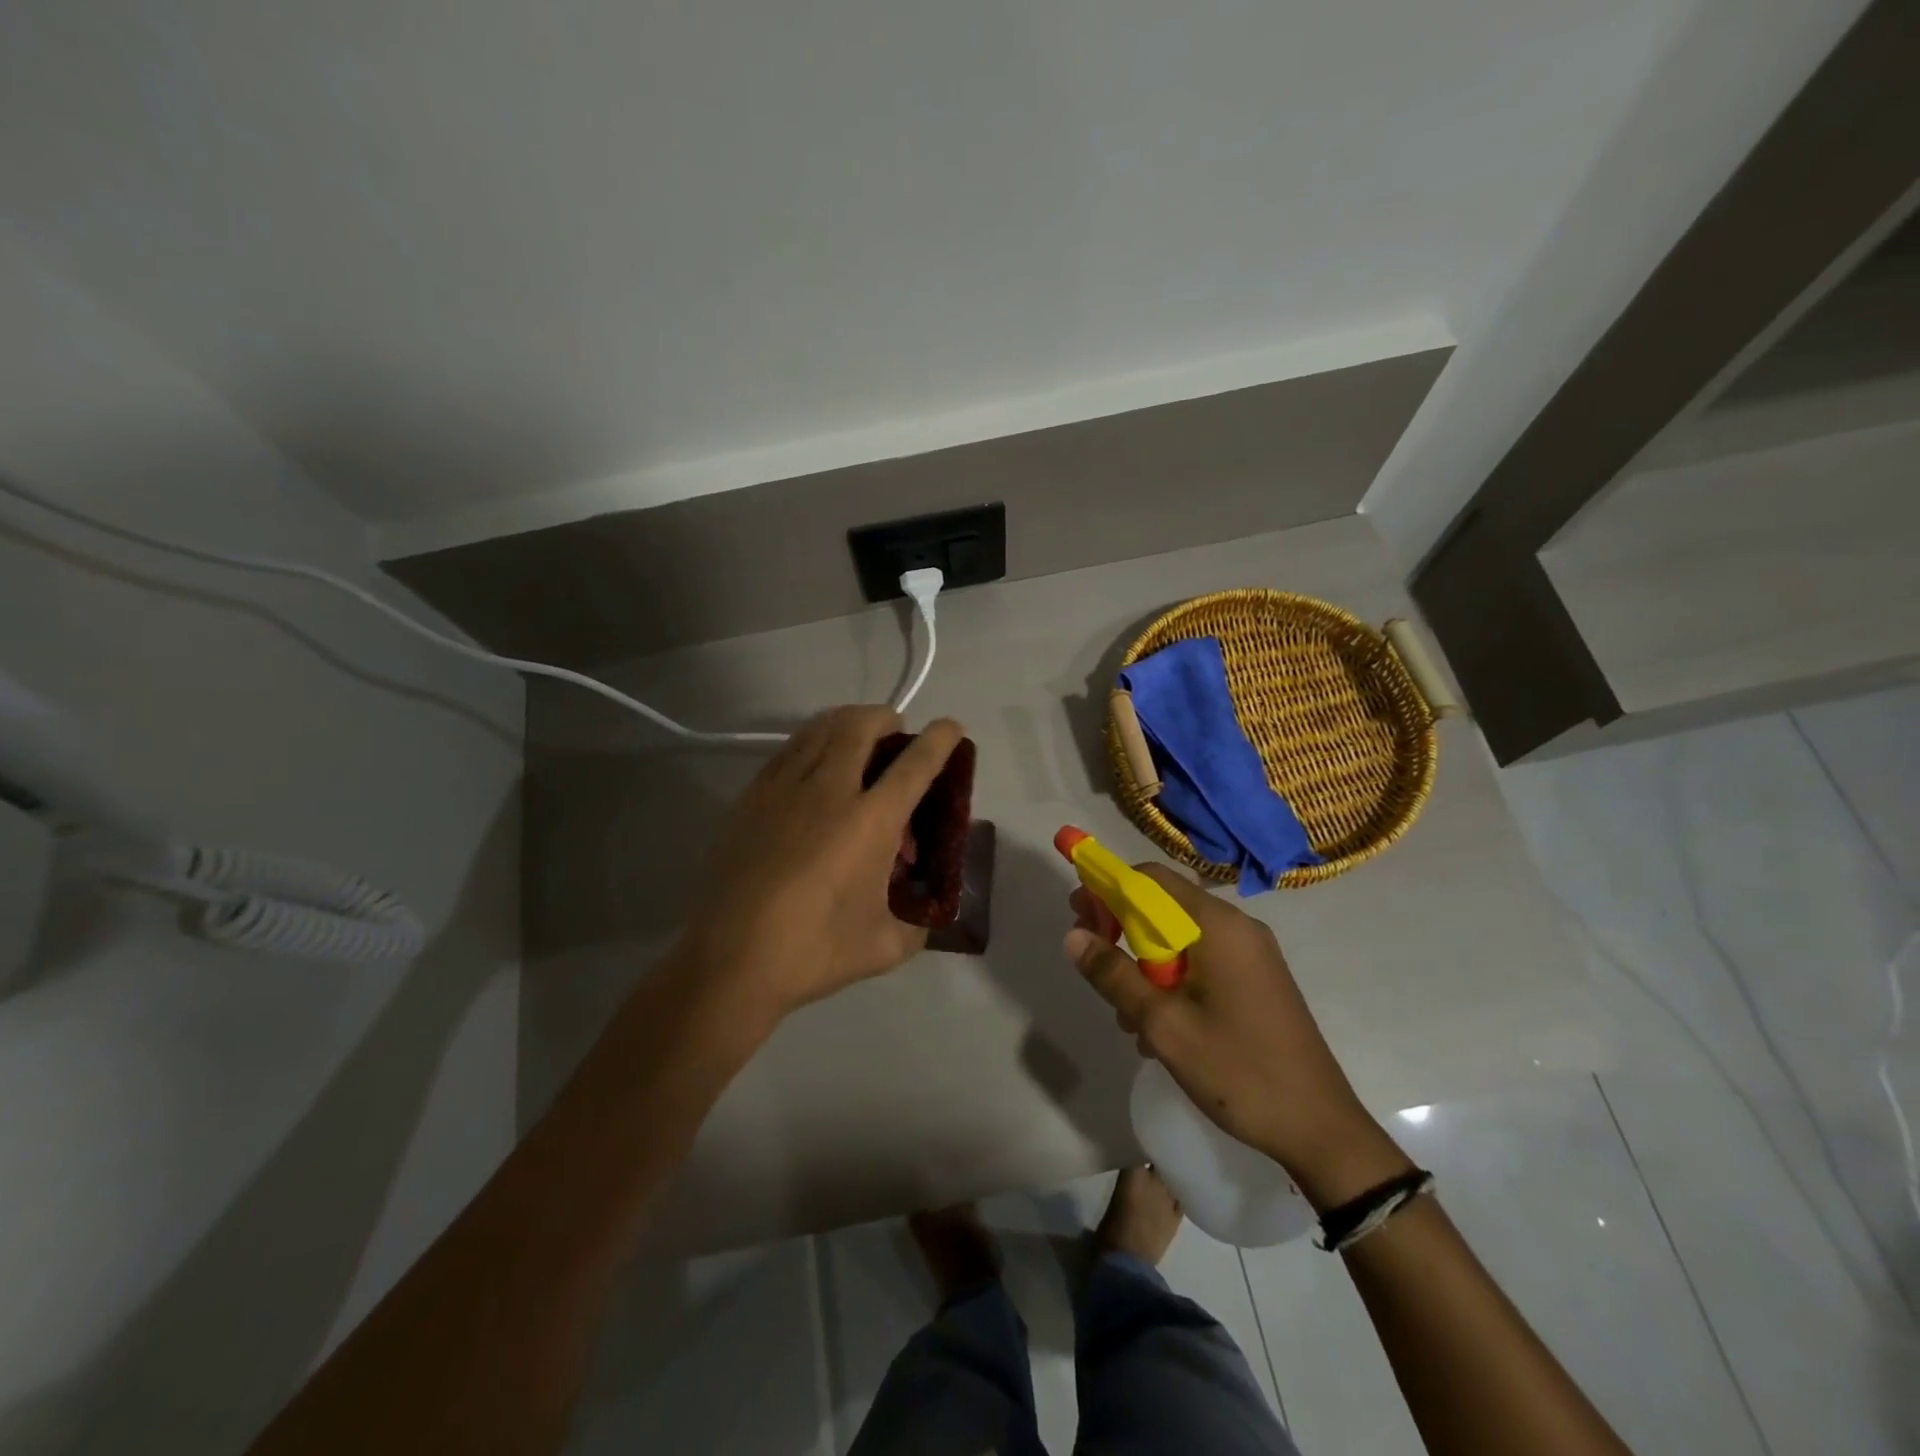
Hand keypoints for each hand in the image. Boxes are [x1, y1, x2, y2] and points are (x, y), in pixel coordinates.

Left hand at [679, 705, 965, 1020]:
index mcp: (870, 821)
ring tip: (856, 739)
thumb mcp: (885, 947)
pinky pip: (788, 750)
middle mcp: (829, 791)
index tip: (951, 726)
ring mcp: (784, 789)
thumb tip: (921, 915)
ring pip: (819, 729)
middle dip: (885, 717)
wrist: (729, 960)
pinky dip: (811, 742)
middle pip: (860, 726)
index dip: (939, 739)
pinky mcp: (751, 798)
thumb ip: (916, 926)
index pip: (915, 764)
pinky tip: (813, 766)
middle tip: (895, 733)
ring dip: (846, 722)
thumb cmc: (813, 952)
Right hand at [1065, 865, 1410, 1207]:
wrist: (1320, 1129)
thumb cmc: (1238, 1070)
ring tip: (1126, 1013)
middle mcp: (1238, 928)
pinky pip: (1202, 961)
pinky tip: (1159, 1027)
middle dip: (1122, 928)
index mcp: (1217, 926)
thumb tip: (1073, 937)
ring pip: (1180, 937)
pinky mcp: (1258, 980)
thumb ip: (1114, 975)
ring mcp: (1252, 954)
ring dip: (1145, 963)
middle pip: (1165, 905)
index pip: (1150, 878)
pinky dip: (1172, 979)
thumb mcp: (1163, 1025)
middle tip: (1094, 961)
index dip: (1108, 889)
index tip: (1079, 917)